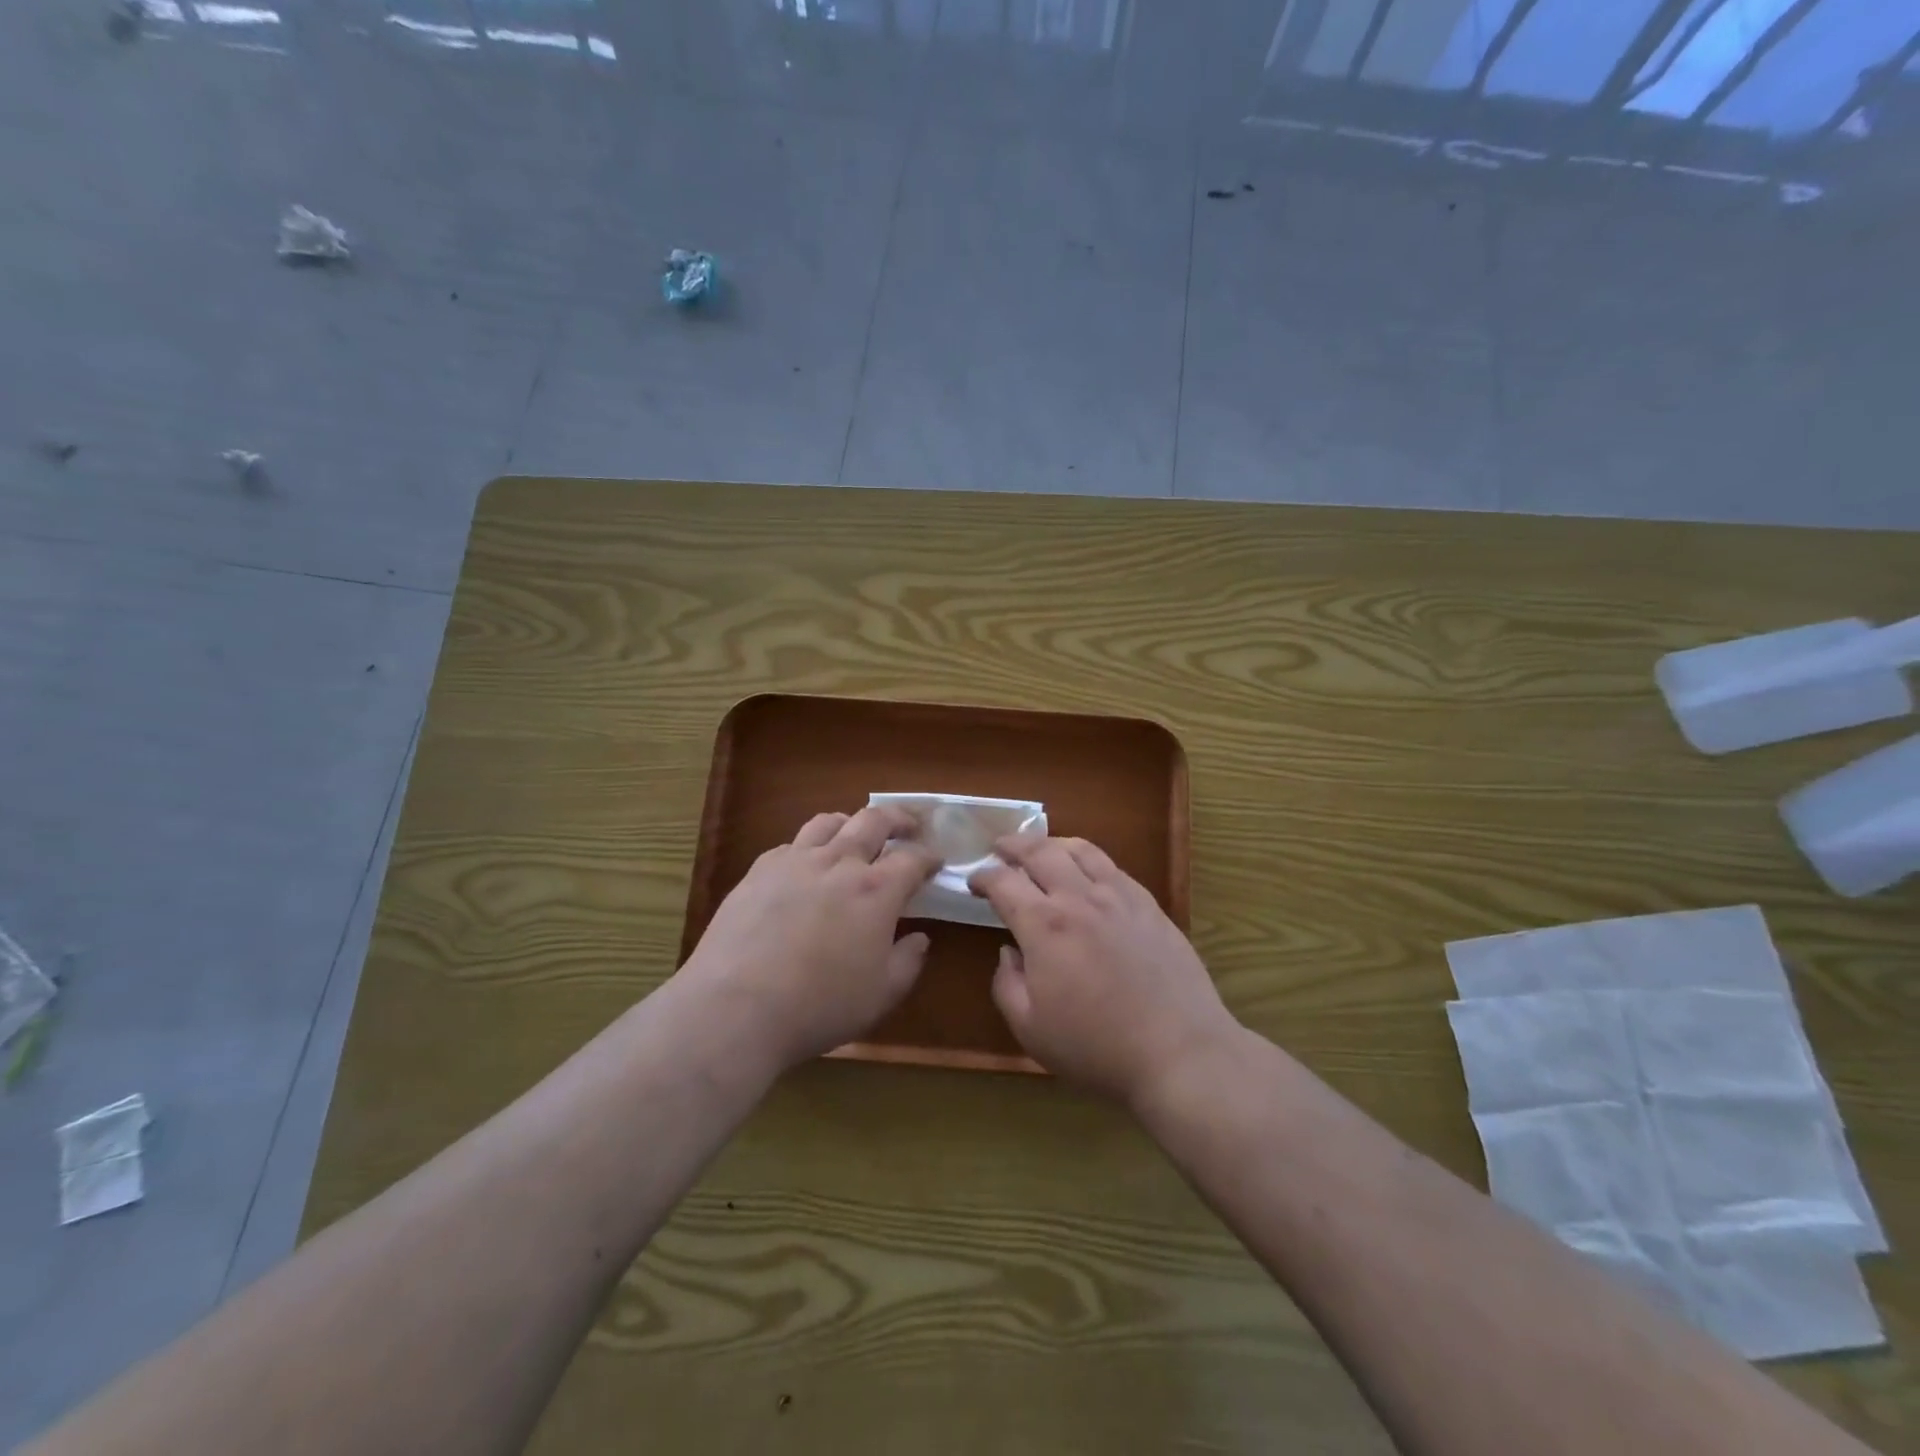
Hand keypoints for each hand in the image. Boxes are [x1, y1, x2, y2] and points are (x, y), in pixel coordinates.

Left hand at [681, 804, 939, 1071]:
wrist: (736, 1007)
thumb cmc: (819, 1006)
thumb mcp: (880, 996)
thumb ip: (907, 962)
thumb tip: (919, 939)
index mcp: (876, 890)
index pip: (913, 858)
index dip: (929, 857)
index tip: (936, 862)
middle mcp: (839, 863)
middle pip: (873, 820)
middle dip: (898, 818)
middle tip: (908, 825)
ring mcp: (795, 862)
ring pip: (828, 822)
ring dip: (850, 822)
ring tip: (855, 834)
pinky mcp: (759, 871)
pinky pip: (791, 845)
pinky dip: (809, 847)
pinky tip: (805, 867)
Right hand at [970, 835, 1237, 1105]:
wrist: (1178, 1051)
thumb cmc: (1096, 1047)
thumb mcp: (1031, 1029)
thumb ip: (1007, 984)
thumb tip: (1009, 951)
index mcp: (1044, 925)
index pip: (1003, 883)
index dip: (983, 877)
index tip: (974, 882)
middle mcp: (1079, 898)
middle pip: (1040, 852)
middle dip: (1013, 845)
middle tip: (1000, 846)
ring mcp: (1119, 897)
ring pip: (1080, 850)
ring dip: (1052, 843)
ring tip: (1040, 848)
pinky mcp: (1149, 905)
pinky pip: (1113, 867)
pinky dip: (1089, 858)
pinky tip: (1088, 871)